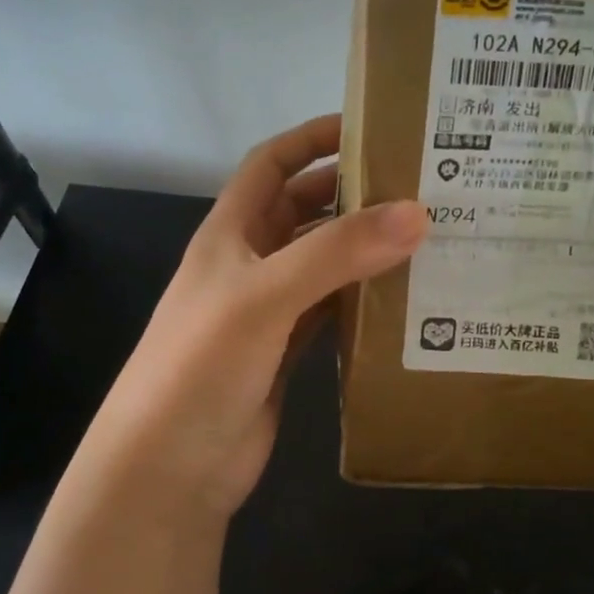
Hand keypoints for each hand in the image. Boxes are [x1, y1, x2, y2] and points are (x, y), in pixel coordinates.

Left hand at [78, 114, 425, 516]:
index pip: (271, 164)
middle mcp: (248, 263)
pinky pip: (331, 312)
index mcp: (230, 233)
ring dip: (363, 249)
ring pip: (323, 263)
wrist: (168, 468)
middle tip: (417, 186)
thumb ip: (337, 252)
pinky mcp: (284, 352)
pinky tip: (403, 298)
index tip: (368, 125)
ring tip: (425, 237)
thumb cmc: (200, 365)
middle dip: (351, 192)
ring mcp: (267, 311)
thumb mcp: (264, 295)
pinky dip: (362, 301)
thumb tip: (417, 213)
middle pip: (303, 211)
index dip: (312, 138)